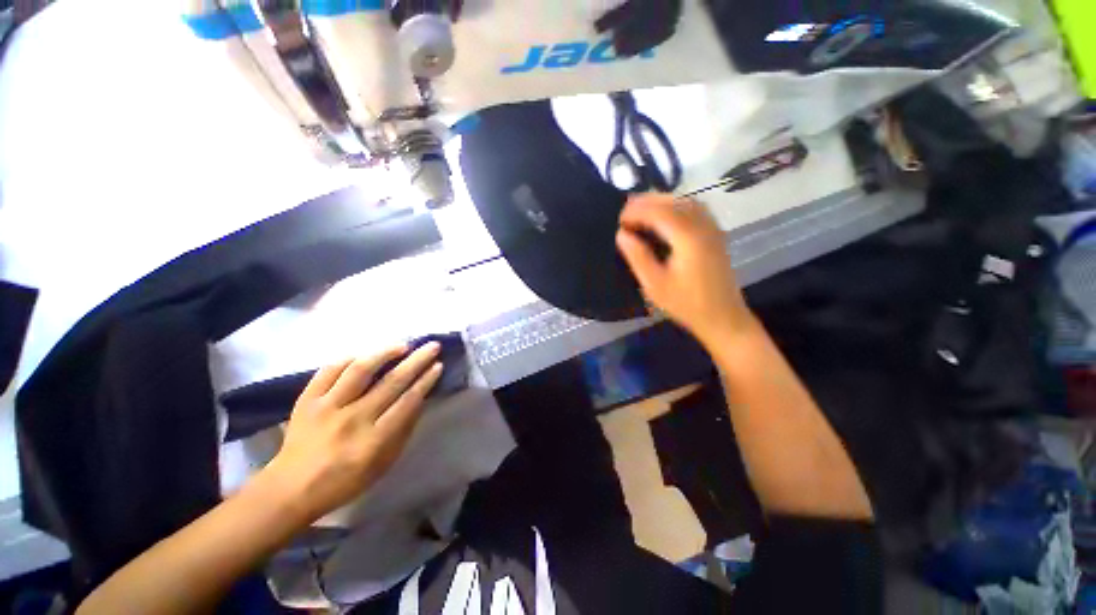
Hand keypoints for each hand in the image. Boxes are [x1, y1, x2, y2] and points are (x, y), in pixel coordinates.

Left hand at [261, 343, 443, 522]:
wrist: (291, 488)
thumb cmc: (345, 480)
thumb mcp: (384, 463)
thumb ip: (403, 430)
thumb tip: (419, 399)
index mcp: (374, 440)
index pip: (407, 401)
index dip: (426, 381)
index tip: (438, 365)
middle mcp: (352, 419)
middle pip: (391, 382)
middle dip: (417, 361)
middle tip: (432, 346)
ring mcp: (326, 407)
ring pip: (360, 370)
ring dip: (385, 353)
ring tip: (402, 346)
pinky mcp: (306, 400)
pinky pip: (329, 371)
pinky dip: (349, 359)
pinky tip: (364, 355)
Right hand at [616, 193, 753, 344]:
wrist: (723, 317)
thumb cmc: (686, 304)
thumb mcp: (655, 285)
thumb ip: (638, 257)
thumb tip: (621, 234)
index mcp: (688, 238)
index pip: (659, 211)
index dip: (636, 211)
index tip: (618, 220)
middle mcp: (703, 226)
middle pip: (673, 201)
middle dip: (647, 201)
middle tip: (625, 211)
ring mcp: (712, 228)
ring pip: (686, 201)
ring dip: (662, 201)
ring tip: (641, 210)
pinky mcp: (715, 234)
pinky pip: (695, 209)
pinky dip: (676, 206)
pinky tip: (664, 216)